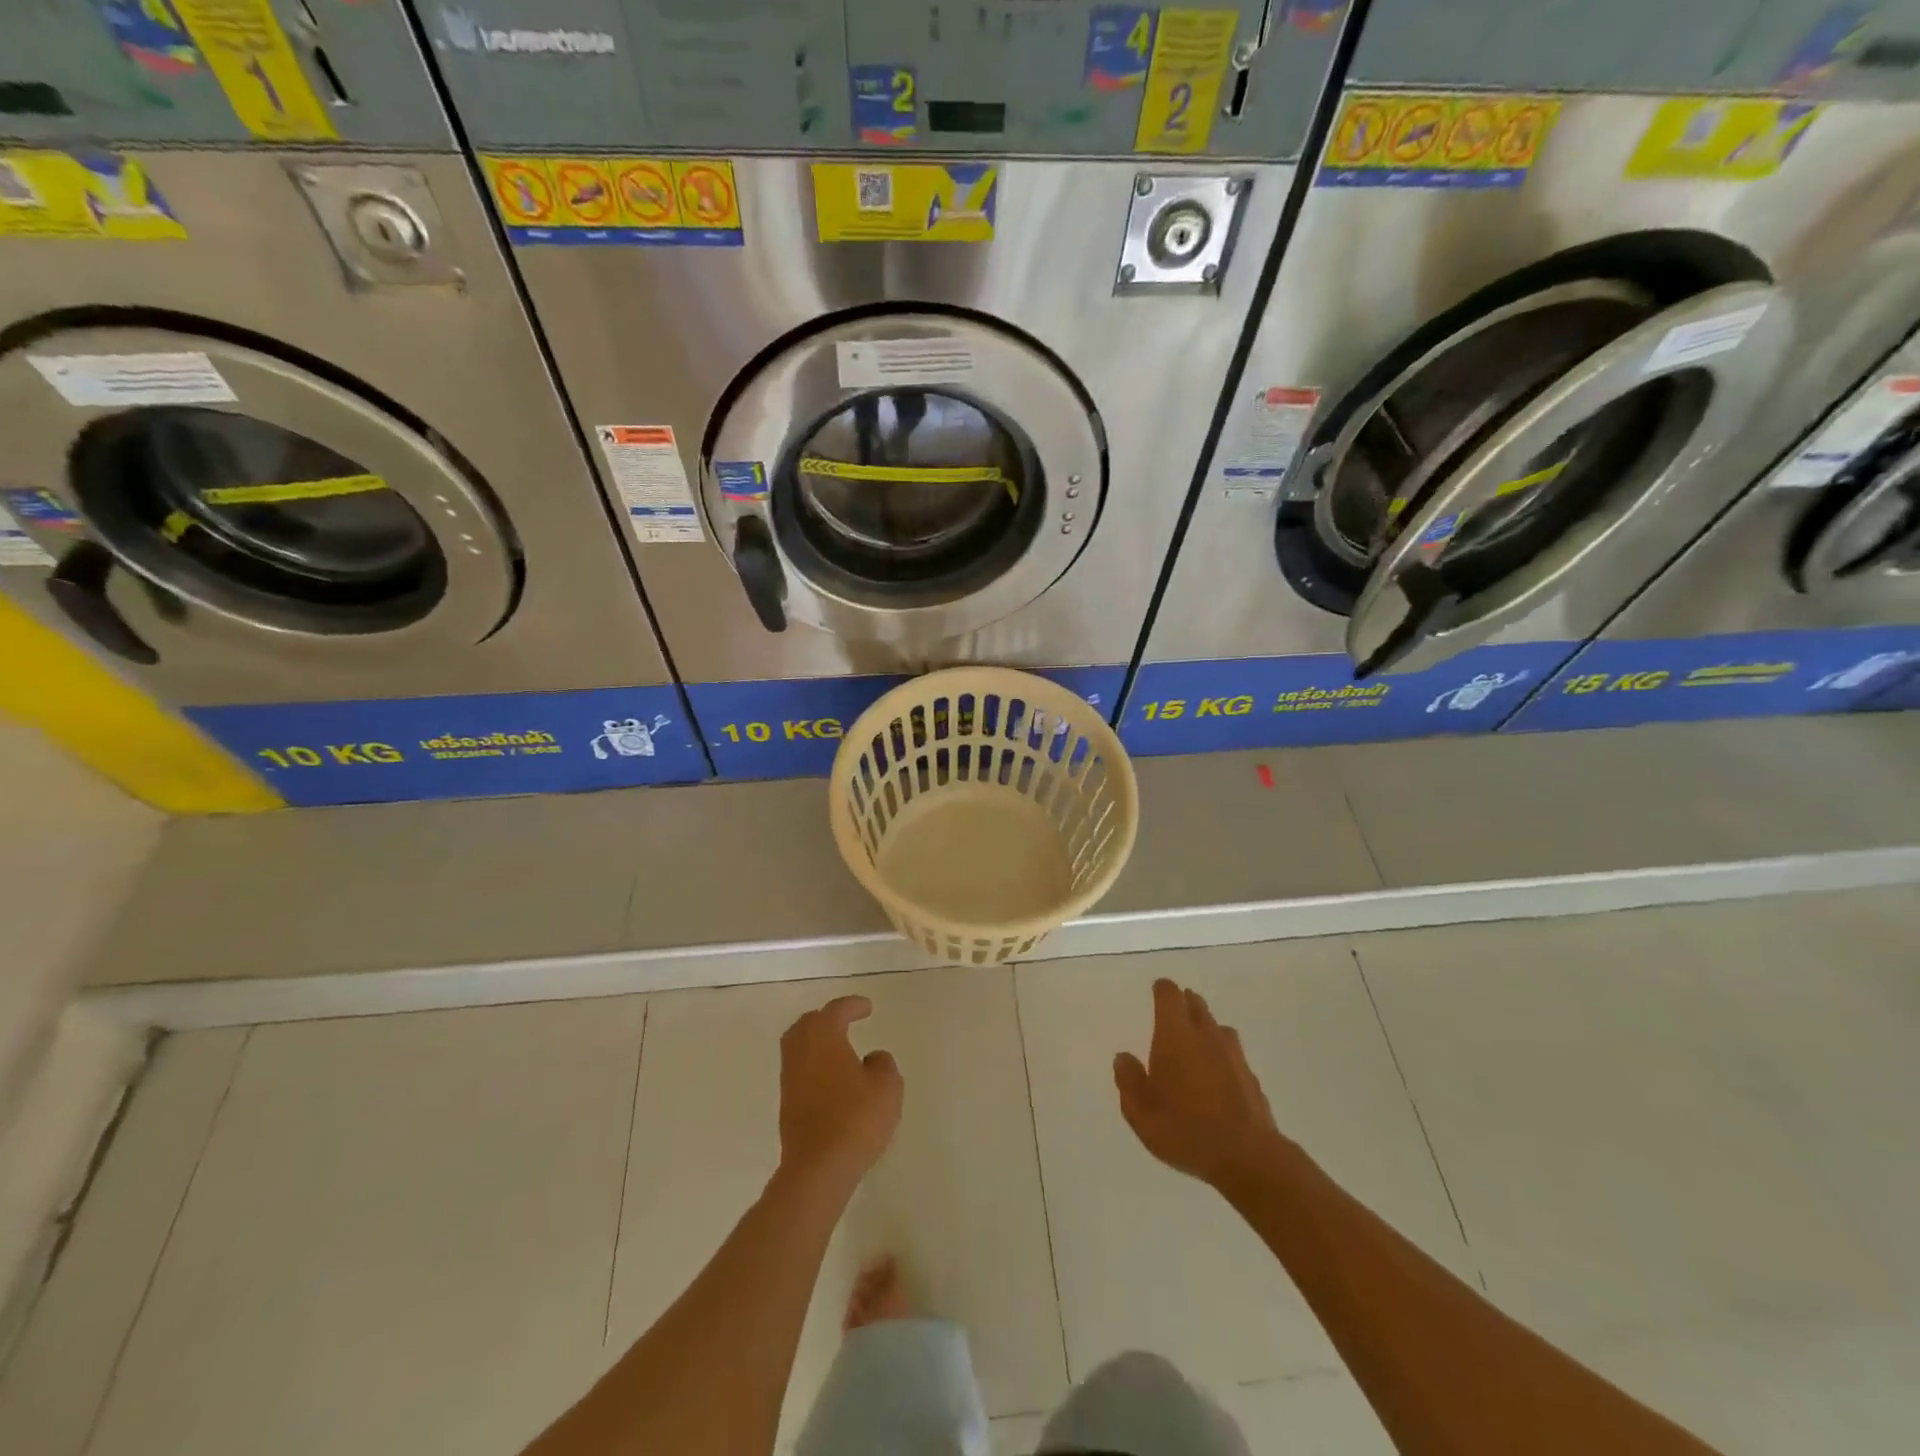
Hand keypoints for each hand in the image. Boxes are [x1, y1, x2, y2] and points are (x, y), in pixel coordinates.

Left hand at [778, 995, 903, 1195]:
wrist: (818, 1169)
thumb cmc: (855, 1120)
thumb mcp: (887, 1087)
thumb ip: (883, 1064)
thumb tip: (872, 1058)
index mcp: (823, 1038)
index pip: (835, 1011)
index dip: (851, 1005)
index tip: (867, 1008)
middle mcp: (801, 1052)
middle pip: (807, 1024)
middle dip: (826, 1018)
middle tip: (846, 1020)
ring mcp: (790, 1079)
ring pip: (798, 1046)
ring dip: (817, 1041)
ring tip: (839, 1047)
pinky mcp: (787, 1104)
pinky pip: (799, 1070)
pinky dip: (814, 1063)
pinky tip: (832, 1077)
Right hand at [1114, 979, 1286, 1191]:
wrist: (1247, 1157)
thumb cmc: (1185, 1129)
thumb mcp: (1141, 1112)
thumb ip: (1129, 1081)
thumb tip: (1123, 1058)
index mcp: (1175, 1035)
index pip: (1169, 995)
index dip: (1162, 990)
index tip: (1156, 991)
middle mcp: (1206, 1035)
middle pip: (1196, 1005)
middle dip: (1185, 1004)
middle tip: (1173, 1015)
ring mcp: (1234, 1055)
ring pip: (1218, 1028)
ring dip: (1206, 1029)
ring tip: (1196, 1045)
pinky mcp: (1251, 1077)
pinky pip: (1233, 1056)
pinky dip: (1223, 1058)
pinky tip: (1218, 1078)